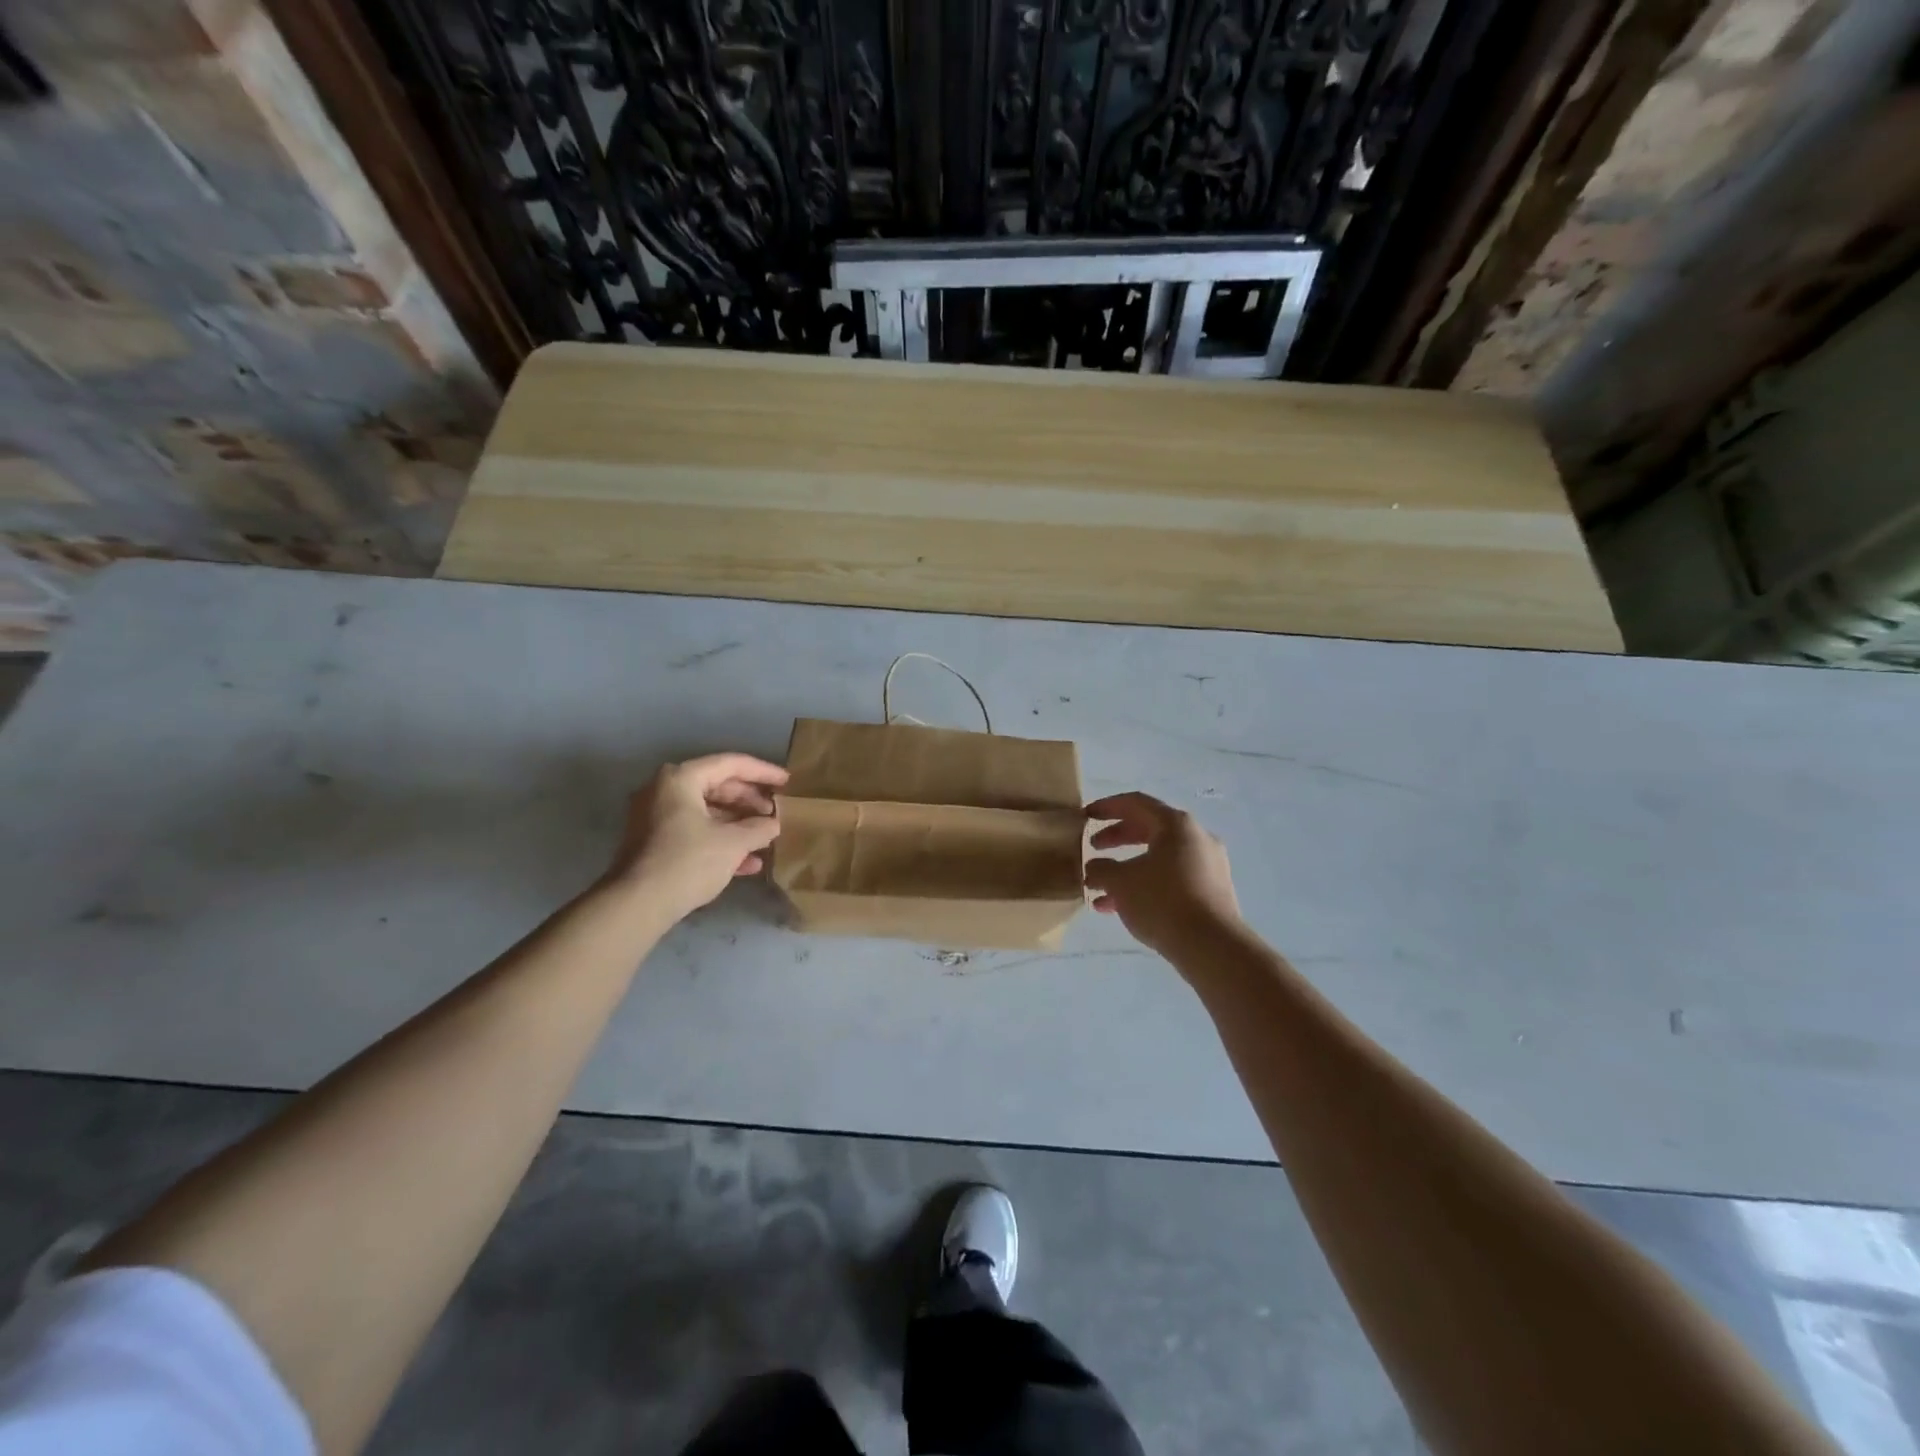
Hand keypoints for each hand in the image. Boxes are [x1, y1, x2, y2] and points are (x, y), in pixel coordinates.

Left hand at [603, 753, 787, 921]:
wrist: (637, 905)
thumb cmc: (688, 861)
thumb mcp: (733, 843)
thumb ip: (759, 828)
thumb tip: (773, 824)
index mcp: (681, 779)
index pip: (731, 764)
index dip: (763, 772)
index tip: (787, 782)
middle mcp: (664, 791)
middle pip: (717, 786)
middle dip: (750, 801)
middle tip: (776, 812)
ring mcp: (656, 818)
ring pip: (707, 812)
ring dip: (738, 824)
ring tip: (766, 837)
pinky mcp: (654, 843)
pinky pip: (694, 831)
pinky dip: (720, 841)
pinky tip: (747, 862)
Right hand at [1085, 792, 1242, 957]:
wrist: (1211, 946)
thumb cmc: (1162, 901)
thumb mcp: (1120, 882)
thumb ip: (1101, 869)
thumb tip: (1094, 868)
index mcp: (1176, 824)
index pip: (1136, 803)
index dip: (1107, 807)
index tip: (1085, 816)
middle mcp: (1196, 838)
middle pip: (1150, 828)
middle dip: (1117, 838)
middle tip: (1093, 847)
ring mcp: (1208, 865)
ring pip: (1159, 858)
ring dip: (1128, 868)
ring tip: (1100, 887)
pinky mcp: (1212, 892)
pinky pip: (1172, 878)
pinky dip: (1146, 885)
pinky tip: (1120, 908)